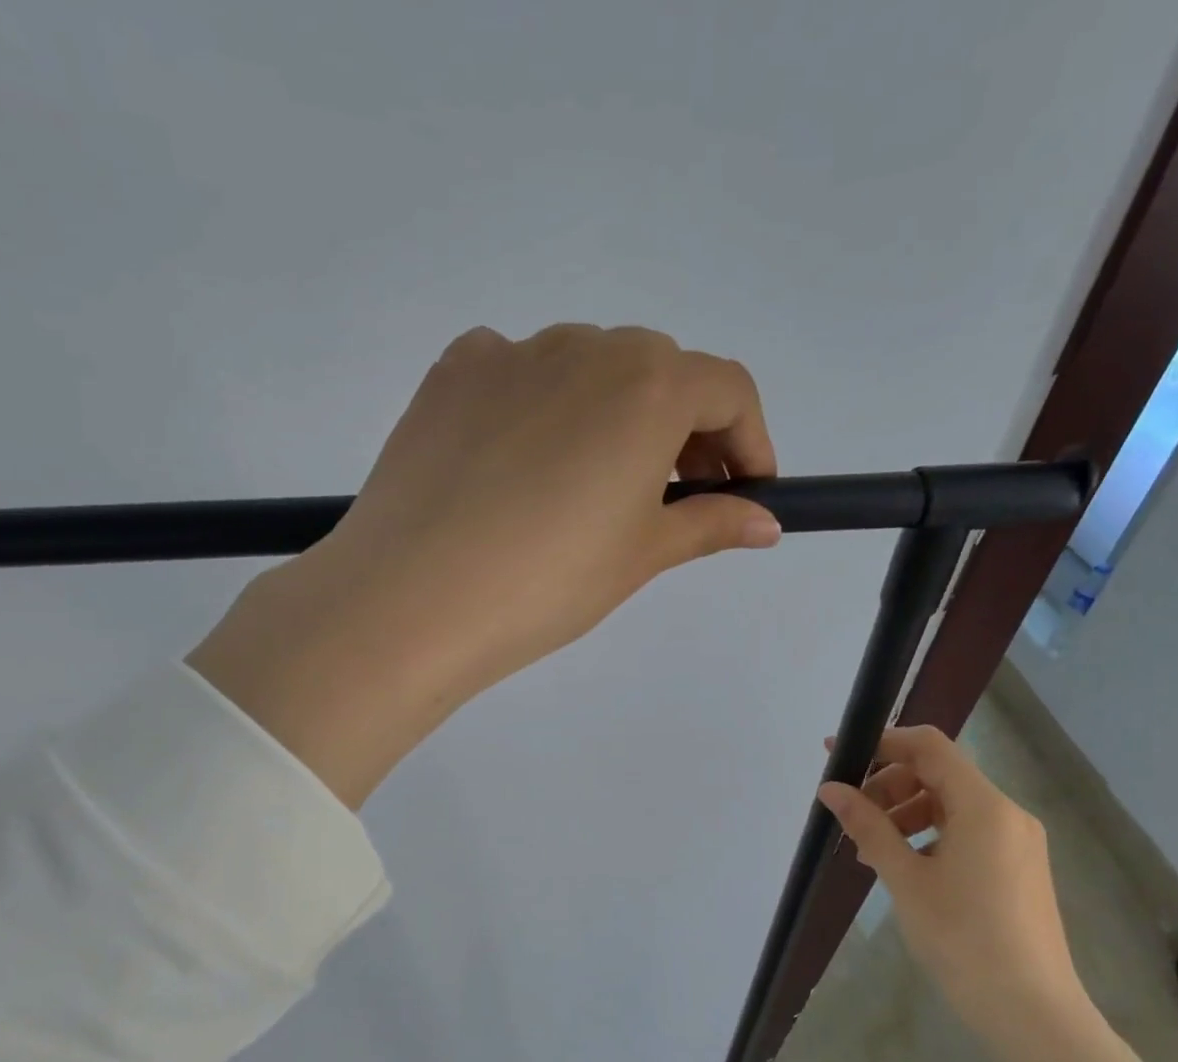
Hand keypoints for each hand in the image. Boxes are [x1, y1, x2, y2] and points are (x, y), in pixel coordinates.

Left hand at [189, 324, 779, 806]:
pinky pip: (519, 373)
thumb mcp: (640, 556)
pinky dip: (541, 407)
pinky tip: (523, 465)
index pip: (728, 390)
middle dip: (684, 430)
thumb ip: (709, 524)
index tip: (745, 492)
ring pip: (587, 369)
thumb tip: (765, 522)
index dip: (748, 442)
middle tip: (672, 497)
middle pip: (658, 372)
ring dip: (613, 415)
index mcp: (647, 385)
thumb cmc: (547, 583)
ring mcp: (510, 352)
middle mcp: (584, 346)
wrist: (412, 599)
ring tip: (592, 488)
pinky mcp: (452, 373)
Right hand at [817, 727, 1162, 1061]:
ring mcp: (1018, 842)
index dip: (880, 742)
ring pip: (952, 804)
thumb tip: (830, 788)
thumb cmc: (961, 937)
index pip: (928, 746)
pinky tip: (904, 866)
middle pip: (939, 774)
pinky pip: (968, 831)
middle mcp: (1007, 813)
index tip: (836, 754)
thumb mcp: (905, 878)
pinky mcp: (1019, 868)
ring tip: (870, 849)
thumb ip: (867, 826)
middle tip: (851, 816)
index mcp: (984, 806)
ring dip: (906, 812)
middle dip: (889, 785)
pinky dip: (930, 835)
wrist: (1030, 1010)